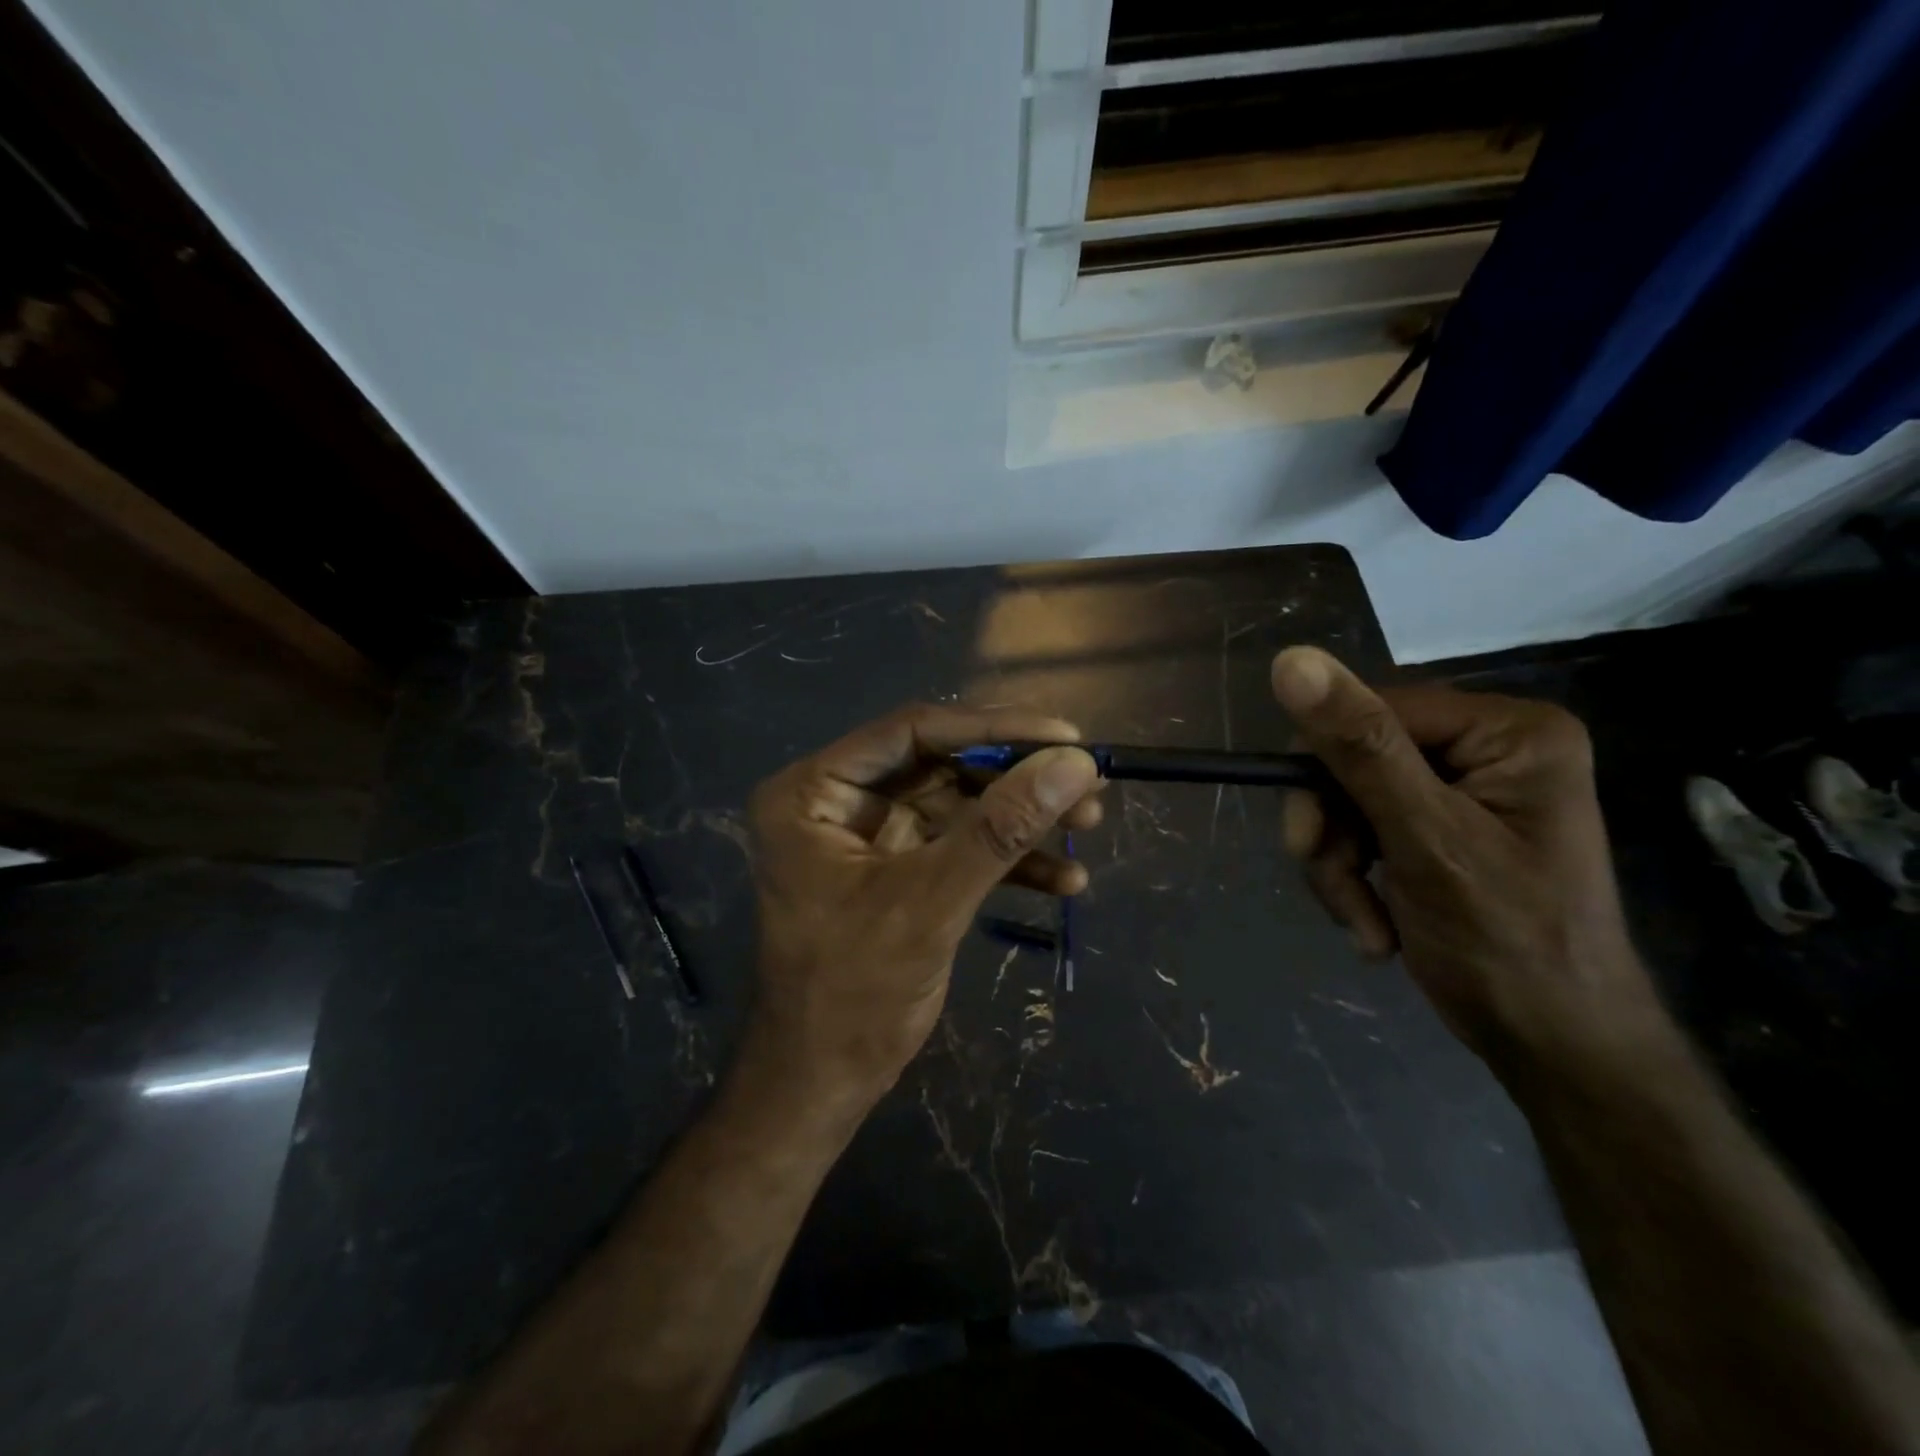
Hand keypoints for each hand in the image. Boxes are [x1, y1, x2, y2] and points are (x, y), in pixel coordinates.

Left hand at [743, 705, 1102, 1110]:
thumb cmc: (854, 993)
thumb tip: (1076, 763)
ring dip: (1023, 819)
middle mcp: (840, 801)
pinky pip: (960, 847)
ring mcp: (871, 837)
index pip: (913, 732)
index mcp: (815, 791)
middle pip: (942, 765)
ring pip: (960, 805)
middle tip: (1087, 783)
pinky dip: (1009, 860)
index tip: (1065, 736)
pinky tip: (1065, 879)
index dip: (993, 728)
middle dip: (1016, 779)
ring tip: (1090, 822)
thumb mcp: (930, 903)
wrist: (824, 1083)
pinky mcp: (900, 871)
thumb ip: (1001, 829)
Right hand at [1270, 647, 1660, 1071]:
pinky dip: (1353, 878)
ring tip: (1363, 924)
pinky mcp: (1440, 826)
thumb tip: (1290, 660)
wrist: (1555, 1049)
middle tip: (1334, 885)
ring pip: (1348, 798)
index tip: (1308, 841)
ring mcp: (1464, 788)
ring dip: (1338, 863)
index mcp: (1508, 730)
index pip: (1373, 712)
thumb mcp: (1425, 840)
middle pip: (1354, 757)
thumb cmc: (1508, 945)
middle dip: (1333, 830)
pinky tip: (1376, 926)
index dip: (1324, 771)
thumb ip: (1360, 749)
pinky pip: (1362, 828)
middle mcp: (1489, 746)